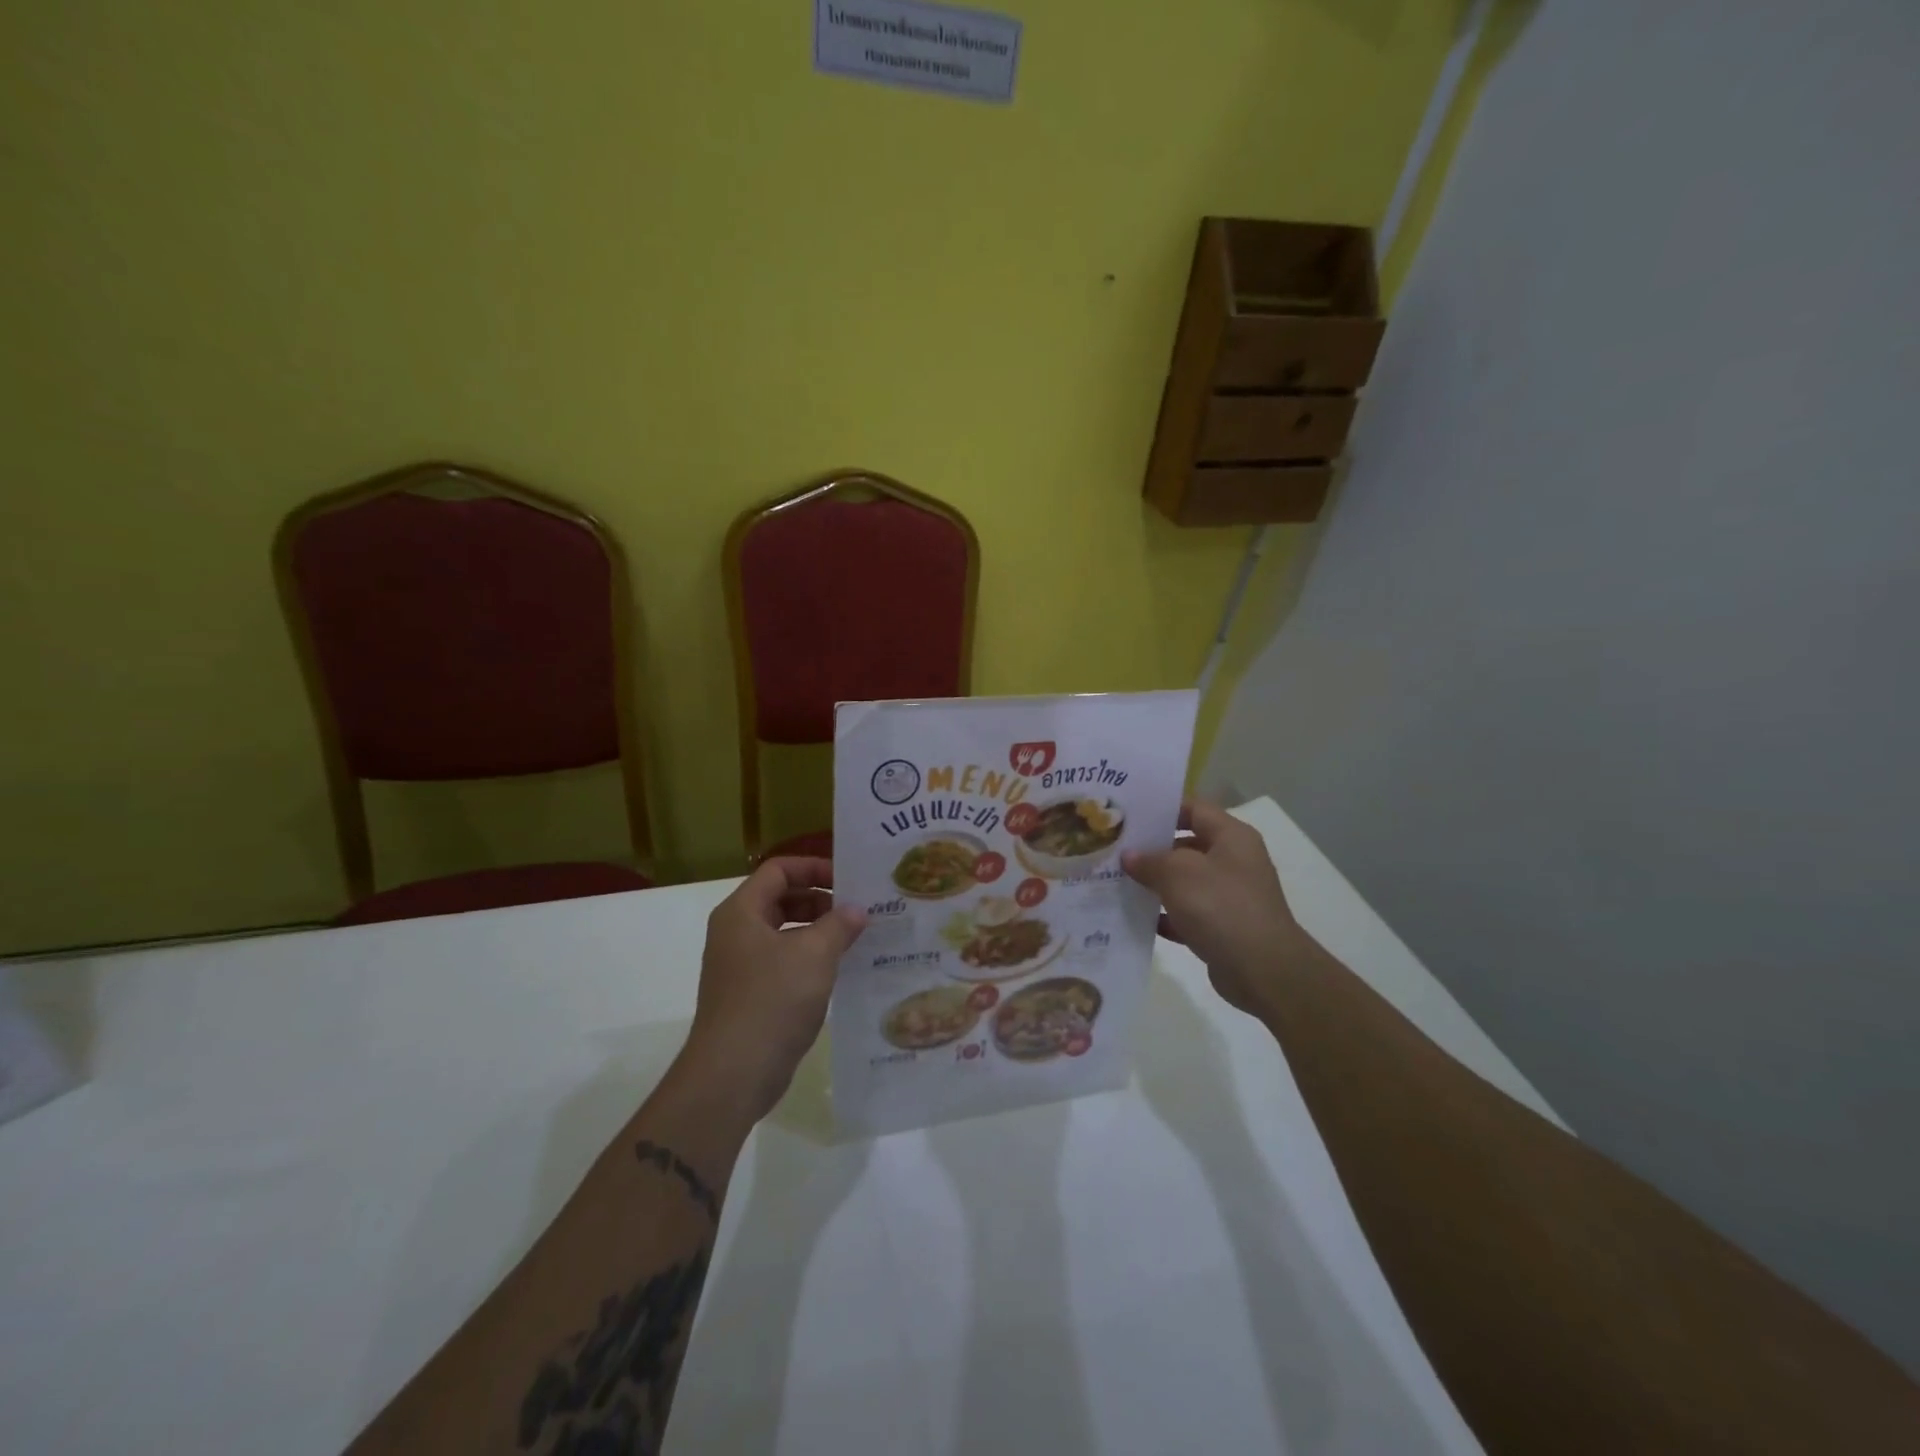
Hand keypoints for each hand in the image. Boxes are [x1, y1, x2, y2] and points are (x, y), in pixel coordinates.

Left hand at [680, 857, 866, 1121]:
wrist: (733, 1074)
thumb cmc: (772, 1000)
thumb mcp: (815, 954)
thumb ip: (839, 924)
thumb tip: (856, 910)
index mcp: (742, 911)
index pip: (779, 870)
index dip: (814, 868)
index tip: (849, 881)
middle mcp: (736, 932)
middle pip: (781, 899)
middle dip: (821, 900)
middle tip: (858, 910)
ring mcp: (740, 966)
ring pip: (784, 933)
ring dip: (819, 932)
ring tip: (857, 939)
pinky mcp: (750, 996)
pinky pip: (784, 963)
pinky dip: (810, 960)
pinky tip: (840, 972)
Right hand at [1122, 800, 1307, 1013]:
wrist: (1263, 970)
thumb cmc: (1221, 906)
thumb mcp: (1178, 874)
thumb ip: (1150, 861)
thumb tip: (1129, 856)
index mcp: (1232, 837)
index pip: (1194, 809)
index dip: (1162, 809)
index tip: (1129, 816)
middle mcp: (1234, 861)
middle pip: (1187, 846)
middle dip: (1152, 849)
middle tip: (1115, 849)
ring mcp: (1230, 896)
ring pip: (1185, 882)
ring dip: (1156, 884)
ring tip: (1117, 881)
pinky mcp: (1223, 928)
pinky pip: (1188, 914)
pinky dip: (1166, 915)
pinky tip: (1137, 918)